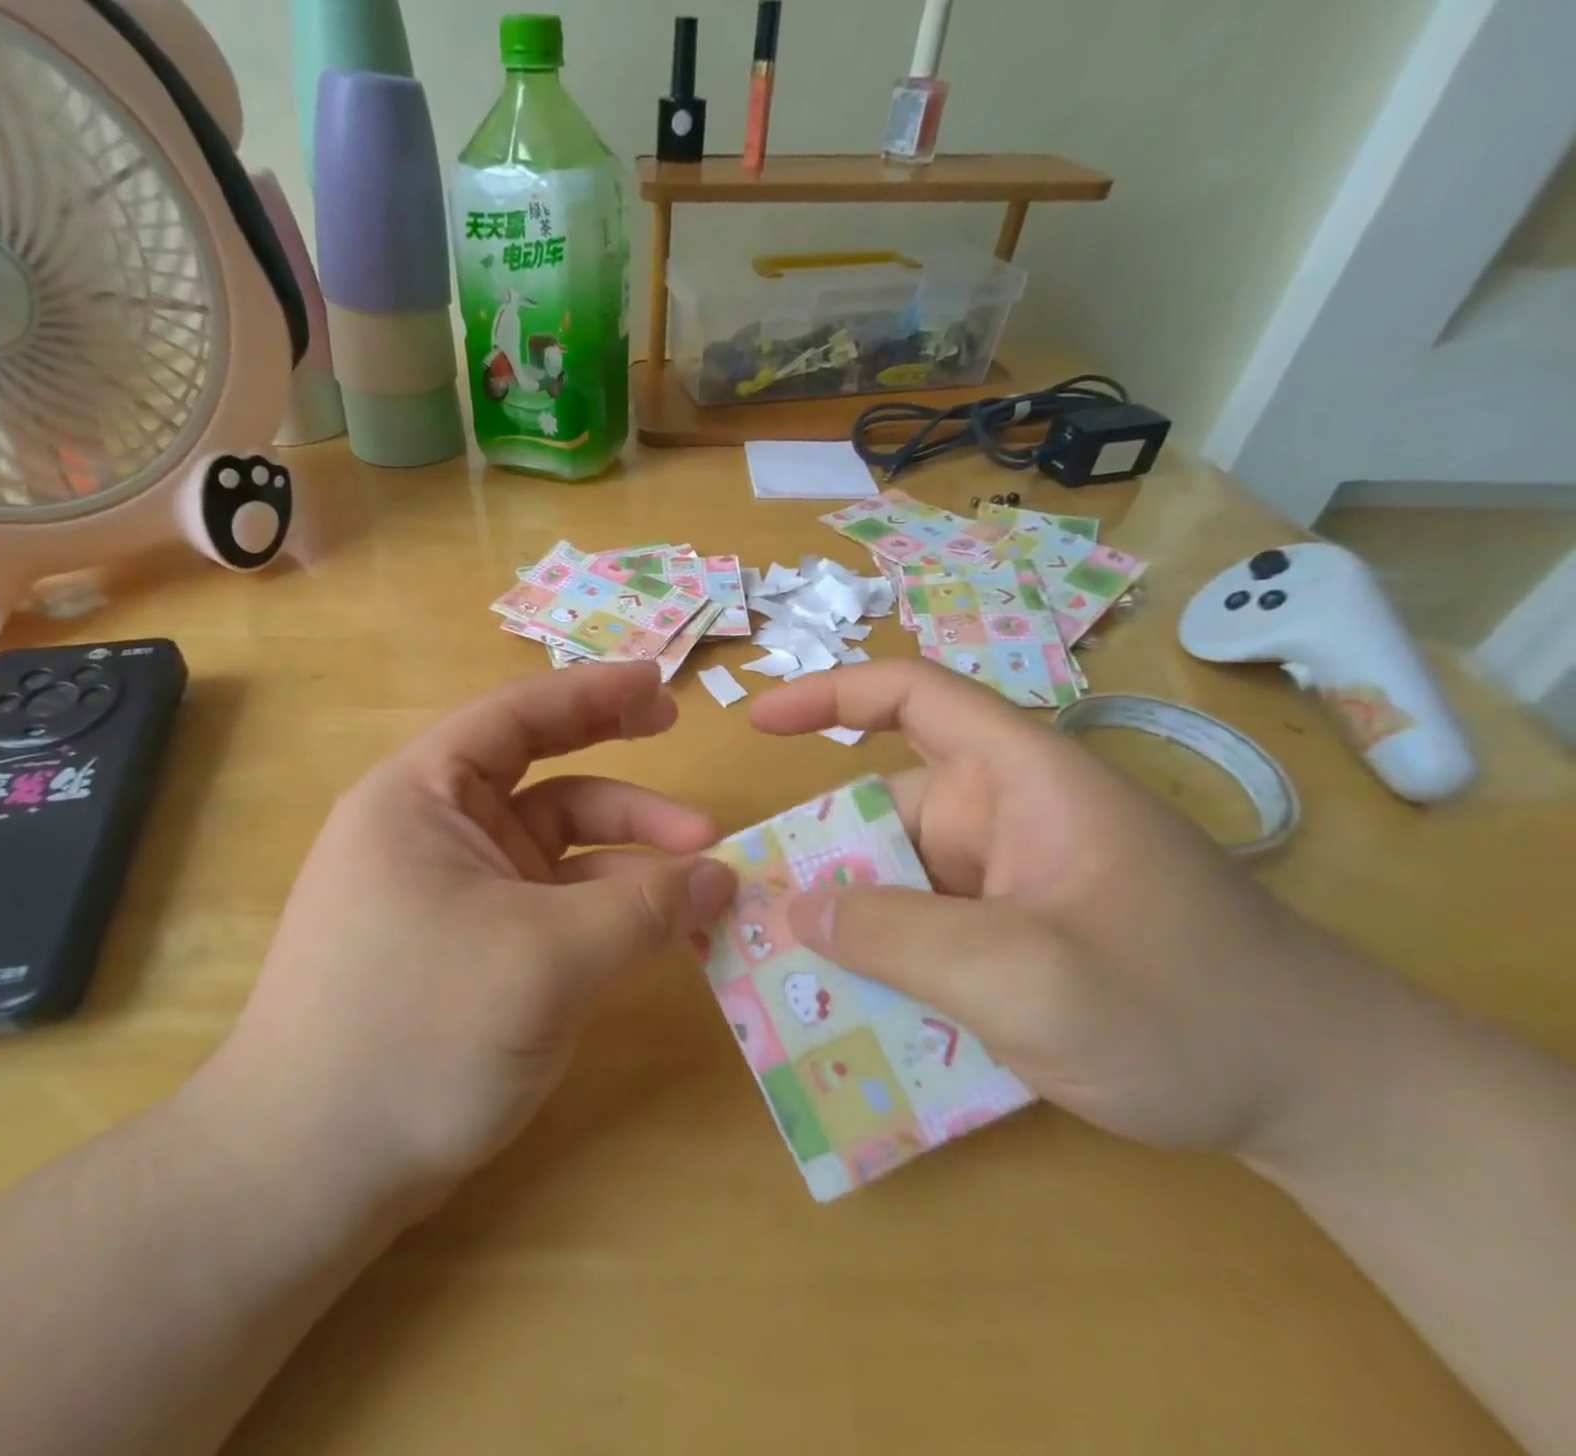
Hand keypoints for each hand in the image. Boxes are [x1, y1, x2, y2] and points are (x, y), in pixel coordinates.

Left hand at [192, 663, 736, 1204]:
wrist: (308, 1175)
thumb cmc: (414, 1034)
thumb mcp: (545, 960)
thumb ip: (644, 911)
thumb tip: (723, 877)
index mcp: (422, 796)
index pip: (517, 718)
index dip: (595, 693)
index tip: (663, 686)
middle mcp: (435, 832)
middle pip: (545, 779)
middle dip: (624, 781)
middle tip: (693, 779)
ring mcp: (453, 893)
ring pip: (558, 852)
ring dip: (630, 860)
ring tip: (706, 881)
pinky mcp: (470, 947)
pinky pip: (552, 907)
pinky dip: (607, 910)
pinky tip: (661, 930)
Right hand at [749, 661, 1392, 1159]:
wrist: (1327, 1103)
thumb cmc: (1186, 1011)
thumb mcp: (1028, 977)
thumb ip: (899, 937)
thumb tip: (796, 907)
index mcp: (1020, 780)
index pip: (916, 697)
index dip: (831, 694)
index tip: (760, 723)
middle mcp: (1005, 818)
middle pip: (884, 814)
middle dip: (820, 863)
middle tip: (747, 920)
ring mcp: (1009, 881)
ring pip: (898, 883)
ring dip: (848, 929)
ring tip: (781, 983)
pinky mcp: (1014, 935)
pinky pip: (925, 933)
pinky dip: (884, 965)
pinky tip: (852, 1019)